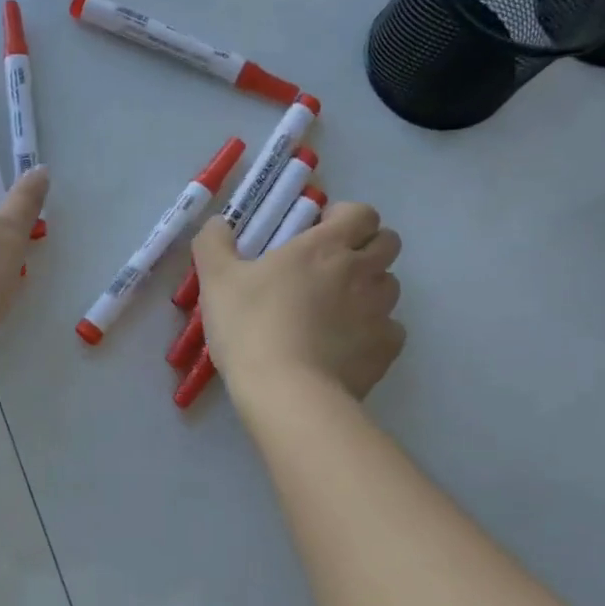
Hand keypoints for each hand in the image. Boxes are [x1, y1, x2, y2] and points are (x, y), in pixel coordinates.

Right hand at [193, 201, 404, 400]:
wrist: (287, 392)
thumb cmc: (250, 327)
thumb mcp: (216, 280)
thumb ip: (214, 243)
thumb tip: (219, 223)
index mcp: (324, 246)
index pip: (361, 213)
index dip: (345, 217)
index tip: (319, 231)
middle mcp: (361, 272)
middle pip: (388, 242)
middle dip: (366, 247)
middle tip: (331, 267)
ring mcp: (379, 311)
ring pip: (390, 286)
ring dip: (370, 288)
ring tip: (336, 309)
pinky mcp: (386, 349)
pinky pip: (390, 329)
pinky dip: (373, 331)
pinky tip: (344, 345)